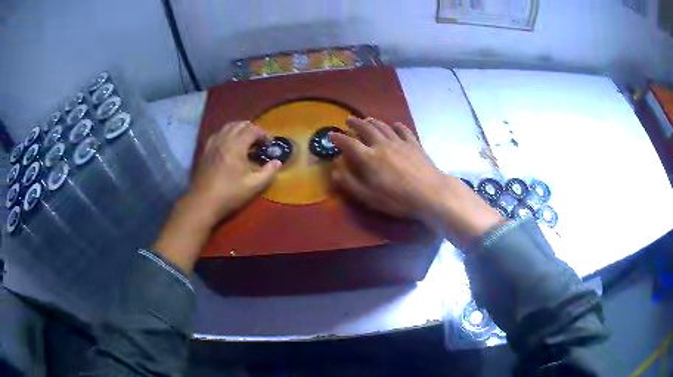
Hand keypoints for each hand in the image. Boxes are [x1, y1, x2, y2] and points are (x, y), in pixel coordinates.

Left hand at [188, 121, 280, 224]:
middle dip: (252, 130)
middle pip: (239, 124)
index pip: (252, 130)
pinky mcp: (205, 151)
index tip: (270, 145)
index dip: (264, 134)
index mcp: (236, 145)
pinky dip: (227, 135)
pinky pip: (218, 134)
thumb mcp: (254, 186)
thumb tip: (277, 162)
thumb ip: (269, 173)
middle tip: (259, 142)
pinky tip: (229, 146)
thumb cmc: (229, 194)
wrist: (203, 202)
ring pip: (227, 127)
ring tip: (245, 142)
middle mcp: (223, 139)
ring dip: (239, 130)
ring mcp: (212, 144)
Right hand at [330, 117, 502, 248]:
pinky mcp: (414, 144)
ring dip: (373, 121)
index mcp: (369, 158)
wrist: (430, 193)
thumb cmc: (397, 199)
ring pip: (383, 127)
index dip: (338, 138)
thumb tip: (334, 170)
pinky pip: (404, 130)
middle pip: (366, 129)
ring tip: (366, 119)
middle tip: (348, 121)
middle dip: (355, 123)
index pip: (348, 143)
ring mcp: (400, 142)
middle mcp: (382, 144)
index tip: (330, 134)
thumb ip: (350, 183)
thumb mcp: (368, 197)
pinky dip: (397, 126)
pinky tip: (395, 125)